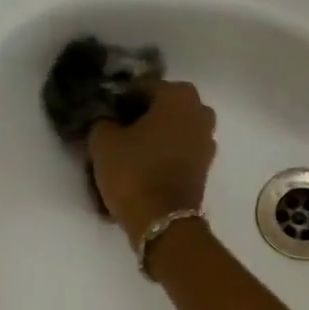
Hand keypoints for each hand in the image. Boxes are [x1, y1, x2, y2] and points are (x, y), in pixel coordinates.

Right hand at [87, 80, 217, 244]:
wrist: (163, 222)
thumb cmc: (134, 172)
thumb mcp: (103, 142)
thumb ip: (102, 121)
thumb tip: (106, 119)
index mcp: (179, 95)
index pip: (142, 87)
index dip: (119, 100)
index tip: (103, 115)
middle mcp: (200, 111)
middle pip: (161, 108)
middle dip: (139, 117)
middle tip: (114, 133)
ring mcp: (207, 140)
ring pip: (171, 130)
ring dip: (152, 137)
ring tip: (127, 153)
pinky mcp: (204, 166)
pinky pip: (178, 151)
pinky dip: (163, 155)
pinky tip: (142, 167)